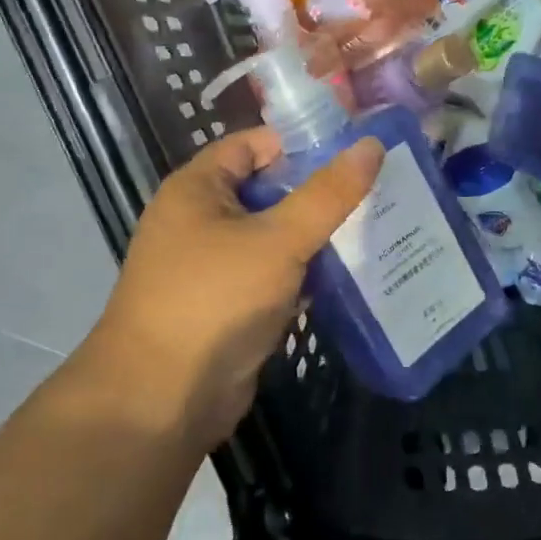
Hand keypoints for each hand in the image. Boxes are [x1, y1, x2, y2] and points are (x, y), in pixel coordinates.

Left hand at [58, 129, 383, 452]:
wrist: (163, 396)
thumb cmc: (215, 300)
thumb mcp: (278, 239)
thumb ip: (328, 194)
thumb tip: (371, 144)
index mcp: (197, 189)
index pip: (252, 144)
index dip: (301, 142)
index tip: (355, 150)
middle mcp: (200, 221)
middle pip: (267, 190)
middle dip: (318, 192)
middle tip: (377, 190)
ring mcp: (213, 266)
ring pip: (274, 237)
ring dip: (316, 236)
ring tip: (375, 227)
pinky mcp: (229, 306)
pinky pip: (273, 276)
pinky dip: (305, 274)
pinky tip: (350, 275)